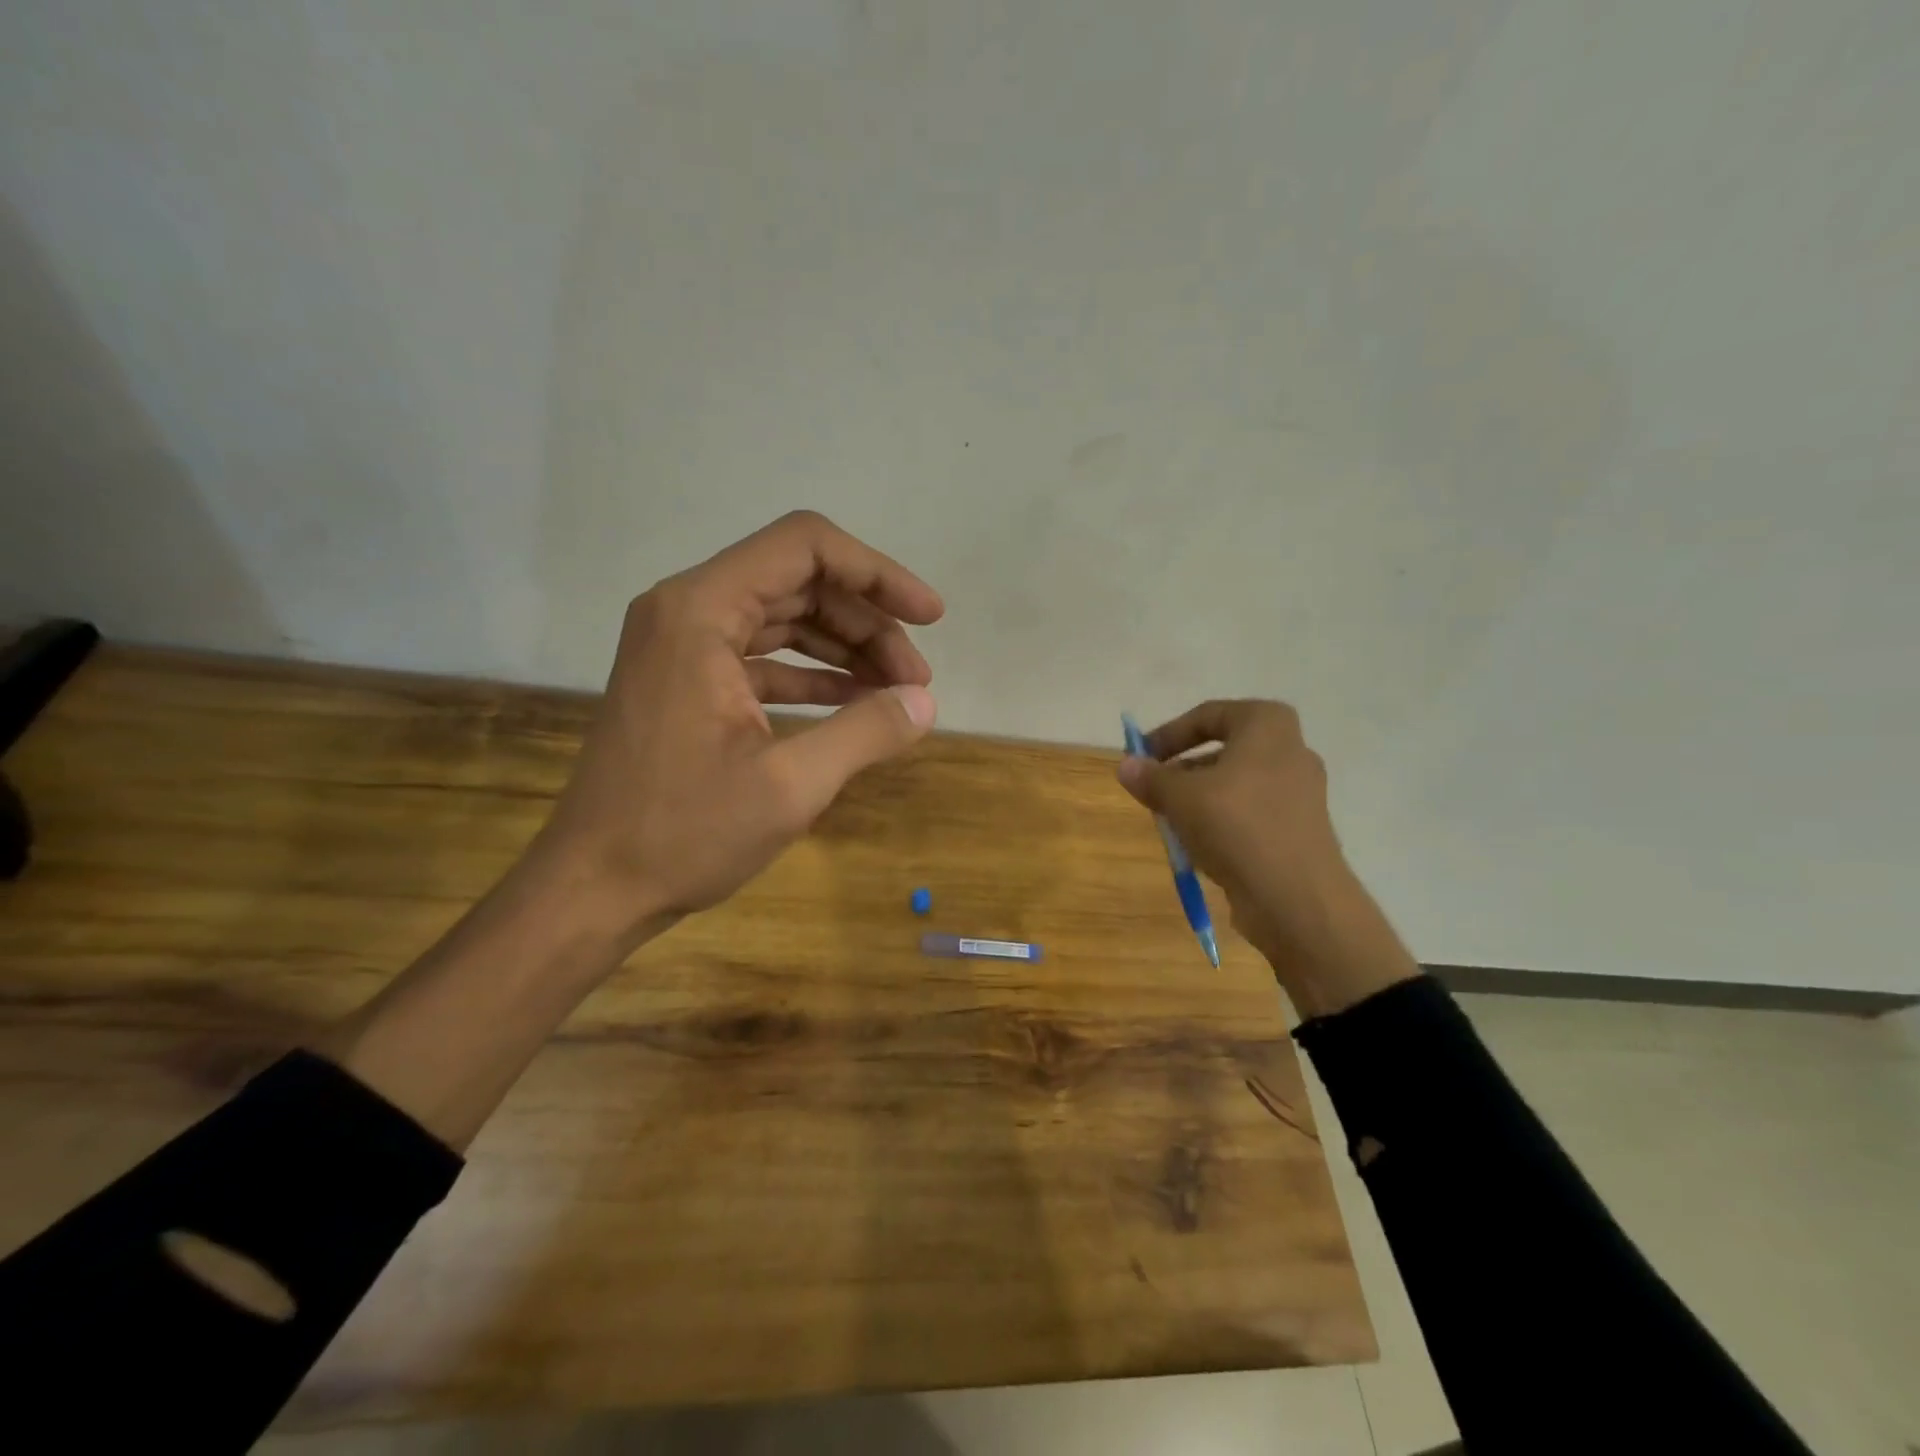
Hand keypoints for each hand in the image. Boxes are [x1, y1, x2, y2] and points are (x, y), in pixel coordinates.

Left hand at [527, 510, 943, 948]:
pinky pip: (763, 656)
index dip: (877, 573)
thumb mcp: (790, 785)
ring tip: (897, 691)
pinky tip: (854, 702)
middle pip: (799, 581)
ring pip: (784, 618)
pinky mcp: (687, 682)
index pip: (805, 546)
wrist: (593, 888)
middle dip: (868, 622)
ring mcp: (683, 646)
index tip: (928, 617)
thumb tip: (925, 702)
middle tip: (916, 679)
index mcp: (701, 611)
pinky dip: (812, 674)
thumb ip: (866, 732)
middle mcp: (687, 611)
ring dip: (845, 648)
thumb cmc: (682, 833)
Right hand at [1116, 700, 1418, 1017]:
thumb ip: (1151, 777)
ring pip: (1236, 784)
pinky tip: (1198, 846)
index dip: (1169, 734)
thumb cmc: (1236, 826)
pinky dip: (1222, 821)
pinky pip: (1251, 813)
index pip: (1209, 714)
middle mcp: (1290, 751)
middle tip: (1153, 790)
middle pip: (1224, 750)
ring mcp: (1300, 792)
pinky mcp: (1300, 829)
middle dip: (1182, 769)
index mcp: (1267, 725)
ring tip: (1169, 821)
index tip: (1142, 757)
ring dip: (1199, 798)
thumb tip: (1126, 765)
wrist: (1296, 897)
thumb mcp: (1179, 797)